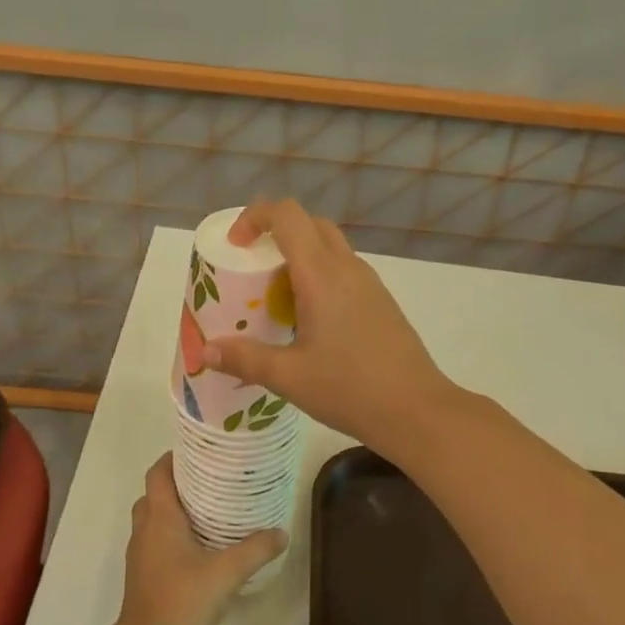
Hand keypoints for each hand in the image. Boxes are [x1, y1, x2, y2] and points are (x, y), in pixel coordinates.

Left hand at [117, 455, 285, 624]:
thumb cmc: (182, 599)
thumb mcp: (226, 572)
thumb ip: (255, 549)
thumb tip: (281, 532)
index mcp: (160, 517)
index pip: (158, 472)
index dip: (174, 458)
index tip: (200, 452)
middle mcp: (145, 528)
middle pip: (155, 493)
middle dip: (178, 483)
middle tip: (210, 480)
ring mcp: (140, 553)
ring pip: (153, 518)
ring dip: (174, 510)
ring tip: (208, 510)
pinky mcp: (143, 574)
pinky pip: (155, 540)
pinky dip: (172, 533)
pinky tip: (199, 546)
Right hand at [200, 198, 459, 455]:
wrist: (417, 410)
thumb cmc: (349, 389)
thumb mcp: (289, 377)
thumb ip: (245, 359)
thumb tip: (207, 352)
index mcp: (322, 275)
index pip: (288, 215)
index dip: (256, 217)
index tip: (236, 245)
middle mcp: (348, 268)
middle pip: (311, 223)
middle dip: (277, 233)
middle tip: (254, 267)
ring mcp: (370, 283)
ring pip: (331, 247)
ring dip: (300, 255)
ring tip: (277, 296)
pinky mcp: (382, 302)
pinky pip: (345, 271)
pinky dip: (320, 276)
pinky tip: (310, 320)